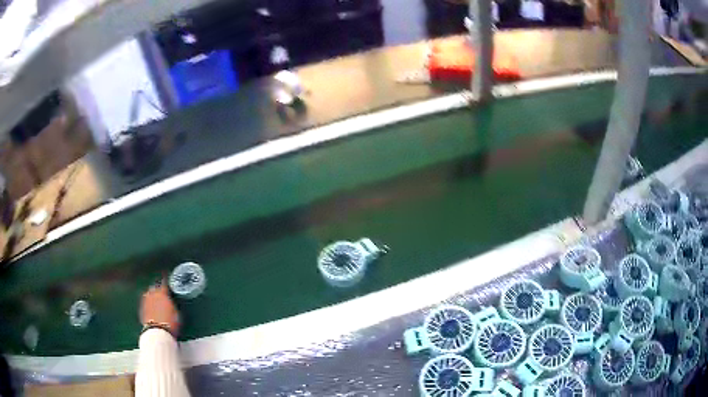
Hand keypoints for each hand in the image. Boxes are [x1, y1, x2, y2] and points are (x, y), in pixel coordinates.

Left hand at [140, 282, 179, 335]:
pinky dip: (148, 303)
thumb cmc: (170, 322)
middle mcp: (152, 294)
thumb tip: (170, 301)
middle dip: (157, 288)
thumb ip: (172, 303)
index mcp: (162, 293)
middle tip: (161, 292)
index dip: (165, 281)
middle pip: (154, 287)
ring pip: (148, 294)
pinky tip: (151, 308)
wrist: (157, 331)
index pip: (163, 283)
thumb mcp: (176, 312)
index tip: (166, 278)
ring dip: (152, 295)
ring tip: (155, 300)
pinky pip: (145, 303)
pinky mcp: (142, 309)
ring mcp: (145, 301)